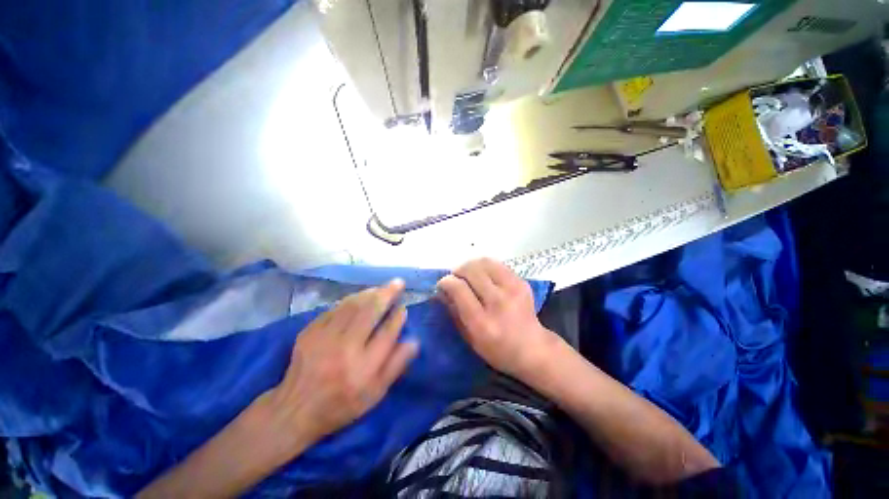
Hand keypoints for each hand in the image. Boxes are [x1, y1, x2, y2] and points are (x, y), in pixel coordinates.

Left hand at [258, 279, 418, 448]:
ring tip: (382, 288)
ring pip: (352, 305)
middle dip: (387, 294)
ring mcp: (324, 338)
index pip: (387, 333)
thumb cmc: (342, 404)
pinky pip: (335, 308)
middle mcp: (345, 349)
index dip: (398, 317)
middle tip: (398, 283)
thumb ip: (396, 365)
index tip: (404, 307)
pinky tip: (360, 297)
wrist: (296, 409)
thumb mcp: (375, 393)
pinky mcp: (309, 332)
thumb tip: (414, 340)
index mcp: (363, 368)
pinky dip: (351, 299)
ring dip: (370, 293)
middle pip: (370, 312)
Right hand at [437, 258, 562, 377]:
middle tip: (455, 278)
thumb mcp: (469, 338)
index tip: (442, 284)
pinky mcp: (521, 282)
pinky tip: (484, 276)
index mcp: (482, 322)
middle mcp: (498, 302)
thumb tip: (441, 290)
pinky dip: (485, 267)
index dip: (446, 282)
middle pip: (471, 271)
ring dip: (471, 265)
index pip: (459, 289)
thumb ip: (454, 312)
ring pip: (484, 262)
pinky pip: (497, 264)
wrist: (533, 348)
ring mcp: (513, 289)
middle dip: (458, 271)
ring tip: (468, 274)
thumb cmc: (497, 349)